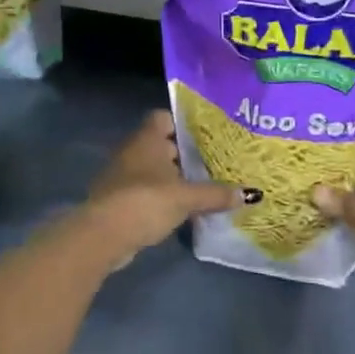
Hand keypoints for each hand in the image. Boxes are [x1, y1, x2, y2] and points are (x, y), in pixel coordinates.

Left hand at [82, 111, 243, 268]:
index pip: (164, 117)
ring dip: (173, 178)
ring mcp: (122, 176)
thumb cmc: (146, 201)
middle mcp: (132, 151)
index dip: (183, 123)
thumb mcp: (187, 197)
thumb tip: (250, 193)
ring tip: (203, 187)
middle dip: (185, 154)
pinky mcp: (119, 200)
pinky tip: (182, 210)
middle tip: (214, 162)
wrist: (103, 236)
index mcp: (146, 139)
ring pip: (154, 170)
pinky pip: (146, 192)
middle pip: (162, 145)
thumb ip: (216, 194)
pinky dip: (162, 197)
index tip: (207, 135)